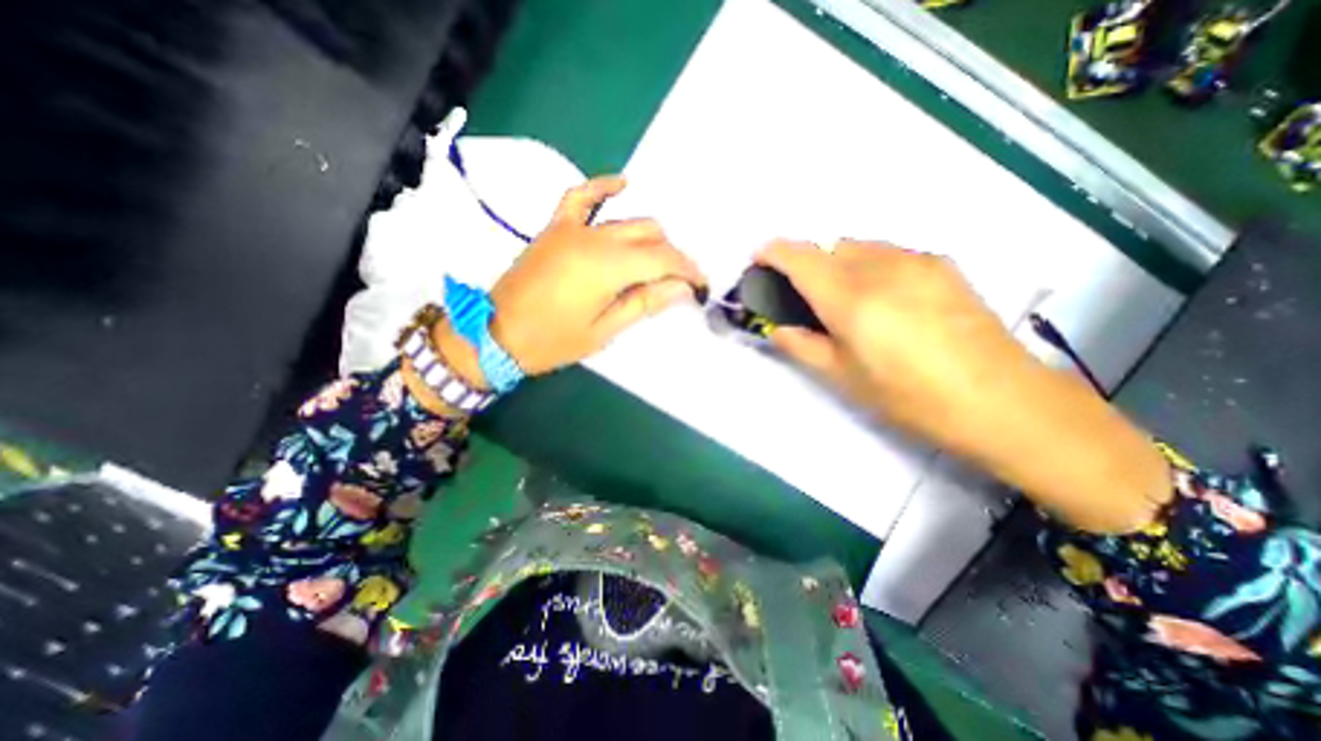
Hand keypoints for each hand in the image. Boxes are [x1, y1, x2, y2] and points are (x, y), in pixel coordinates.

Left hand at [486, 178, 705, 377]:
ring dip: (651, 238)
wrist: (496, 334)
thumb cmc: (553, 341)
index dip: (688, 270)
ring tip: (658, 263)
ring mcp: (573, 228)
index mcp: (608, 267)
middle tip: (680, 283)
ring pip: (627, 220)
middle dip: (673, 257)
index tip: (702, 285)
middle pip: (650, 236)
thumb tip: (683, 289)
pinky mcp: (556, 227)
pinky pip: (581, 196)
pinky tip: (623, 186)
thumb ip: (645, 303)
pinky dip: (604, 188)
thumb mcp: (605, 330)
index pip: (663, 259)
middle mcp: (595, 238)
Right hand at [752, 241, 1014, 430]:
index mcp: (851, 299)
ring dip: (841, 263)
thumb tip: (776, 330)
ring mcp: (916, 261)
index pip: (801, 258)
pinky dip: (872, 265)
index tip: (759, 258)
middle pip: (830, 247)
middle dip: (809, 264)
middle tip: (809, 299)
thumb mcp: (843, 378)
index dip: (774, 252)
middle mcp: (881, 267)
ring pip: (861, 246)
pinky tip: (887, 300)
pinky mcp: (943, 265)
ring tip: (850, 301)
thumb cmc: (909, 397)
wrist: (1000, 400)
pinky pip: (890, 253)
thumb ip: (802, 347)